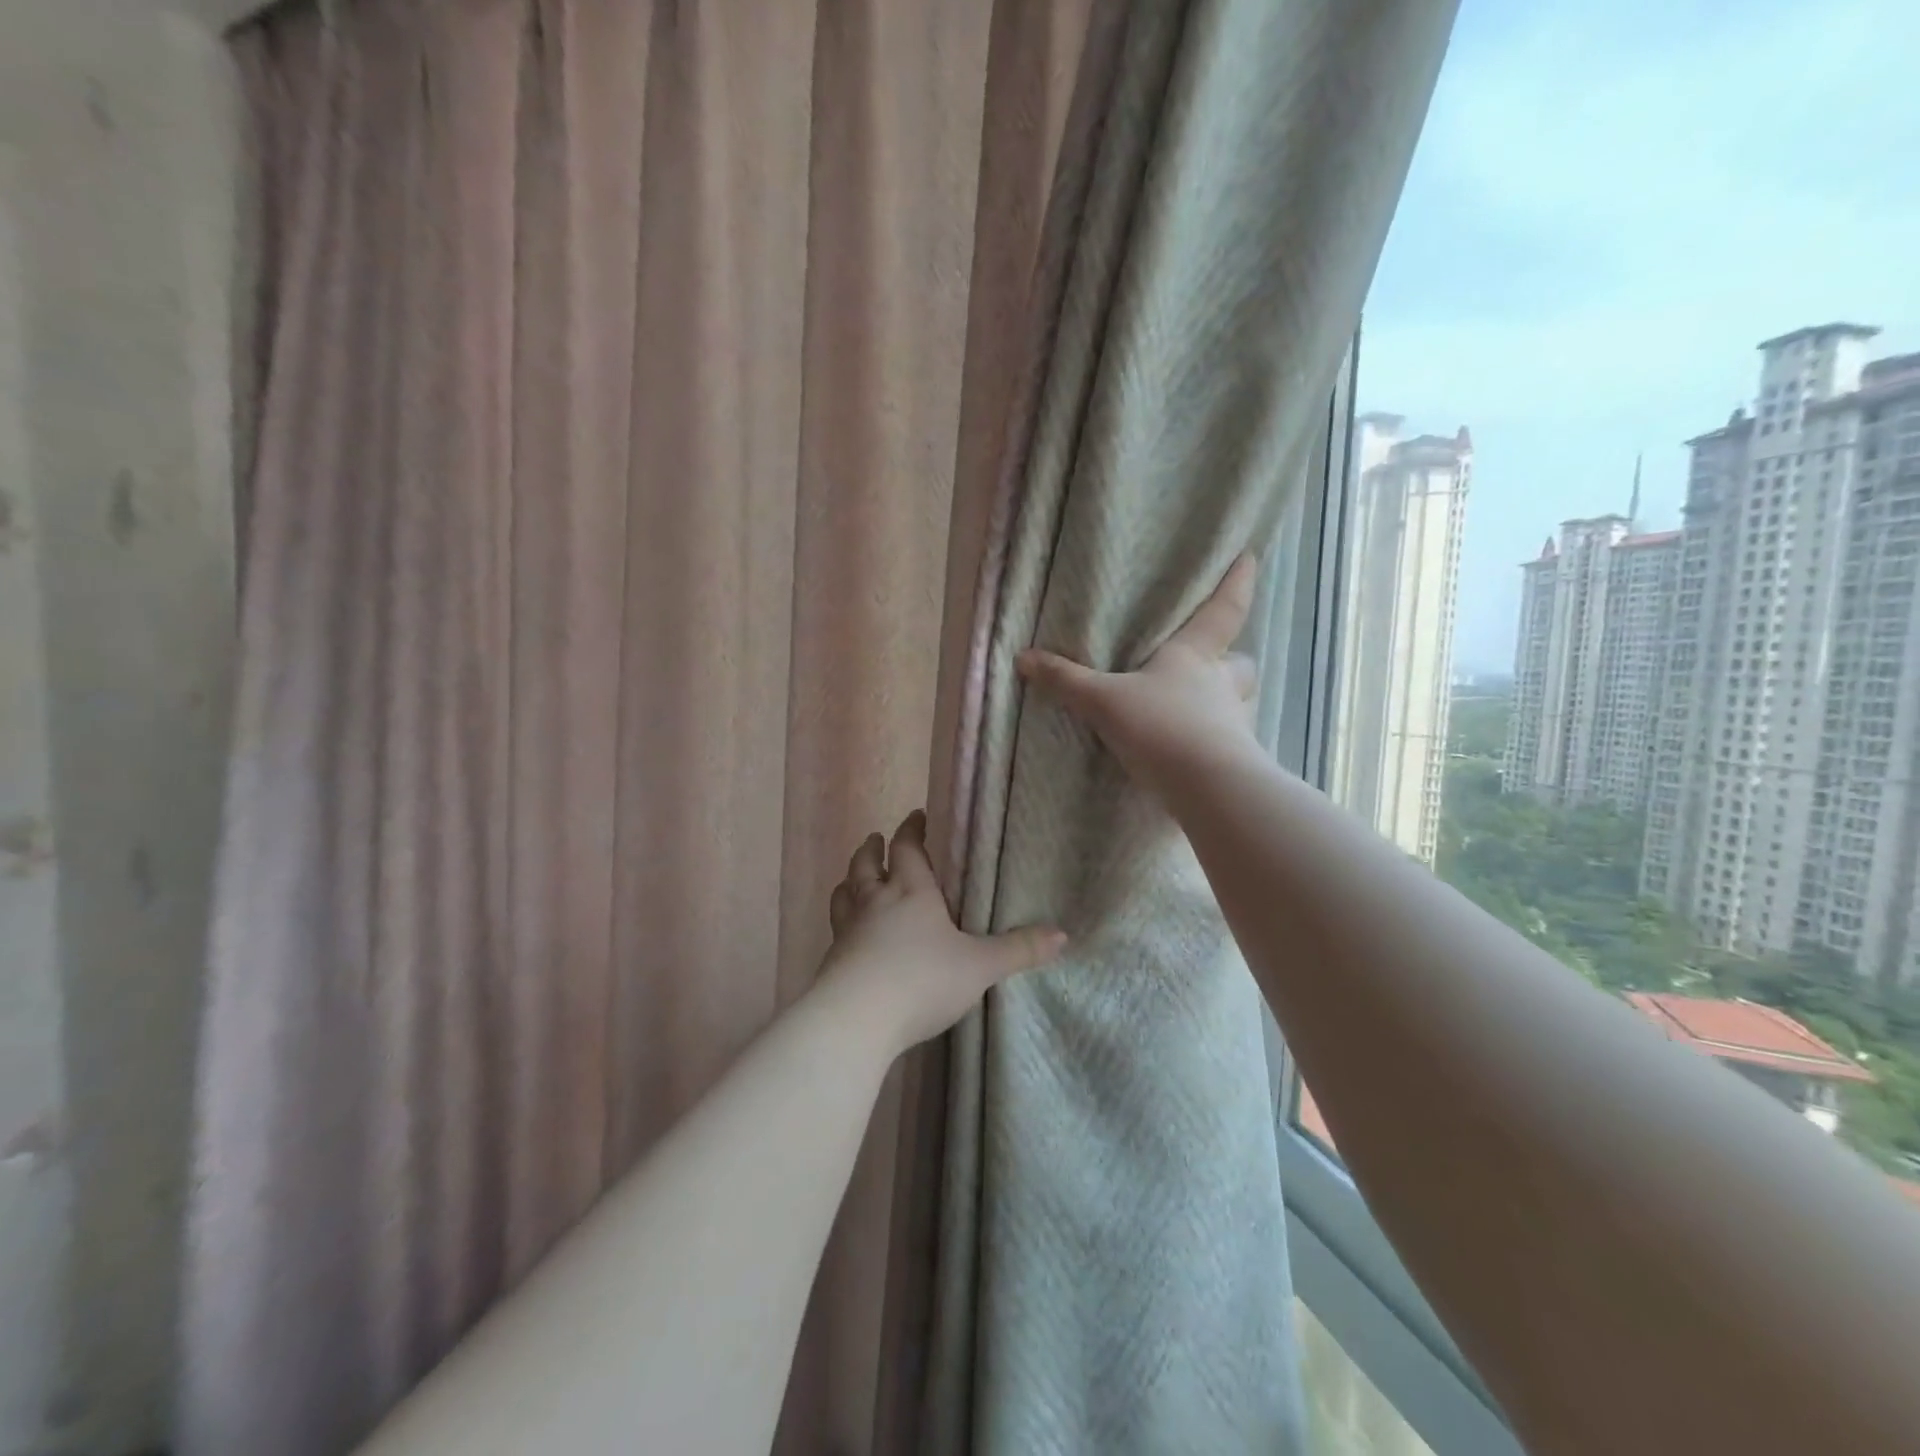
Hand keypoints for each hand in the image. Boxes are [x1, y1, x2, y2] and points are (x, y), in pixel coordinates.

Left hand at [818, 811, 1066, 1049]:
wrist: (856, 1019)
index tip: (917, 816)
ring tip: (854, 880)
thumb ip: (1018, 950)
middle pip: (865, 865)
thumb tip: (1062, 935)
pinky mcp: (832, 960)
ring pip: (844, 894)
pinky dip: (843, 920)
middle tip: (876, 840)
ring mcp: (848, 930)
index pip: (907, 848)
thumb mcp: (979, 966)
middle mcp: (875, 902)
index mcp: (911, 891)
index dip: (912, 830)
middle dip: (872, 850)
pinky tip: (849, 934)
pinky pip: (837, 929)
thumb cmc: (922, 979)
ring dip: (850, 881)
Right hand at [1015, 553, 1261, 795]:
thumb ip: (1066, 680)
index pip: (1222, 610)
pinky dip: (1210, 742)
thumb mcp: (1103, 700)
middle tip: (1214, 662)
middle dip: (1230, 658)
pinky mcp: (1233, 761)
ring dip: (1221, 702)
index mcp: (1194, 656)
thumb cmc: (1160, 726)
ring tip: (1194, 710)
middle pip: (1239, 663)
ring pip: (1235, 703)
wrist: (1206, 788)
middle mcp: (1220, 685)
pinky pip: (1224, 741)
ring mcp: (1231, 724)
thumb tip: (1022, 657)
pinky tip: (1187, 752)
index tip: (1249, 557)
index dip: (1236, 582)